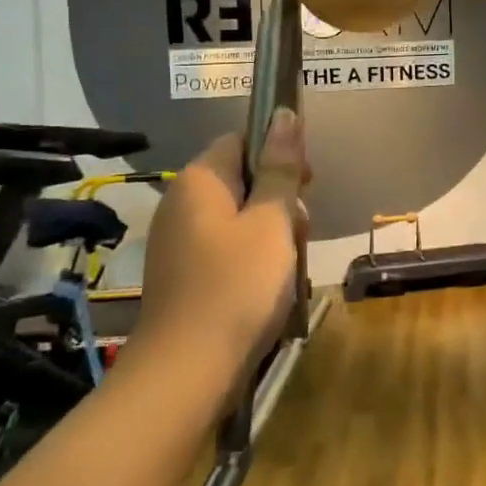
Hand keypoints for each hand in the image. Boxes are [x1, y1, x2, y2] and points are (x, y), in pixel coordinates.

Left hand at [137, 108, 307, 371]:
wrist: (187, 371)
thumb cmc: (237, 286)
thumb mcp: (272, 221)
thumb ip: (281, 168)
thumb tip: (284, 113)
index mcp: (199, 180)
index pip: (242, 140)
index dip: (278, 154)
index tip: (306, 185)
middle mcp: (181, 203)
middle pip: (242, 180)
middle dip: (279, 201)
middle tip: (298, 233)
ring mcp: (178, 241)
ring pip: (239, 218)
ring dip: (271, 234)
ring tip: (287, 268)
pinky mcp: (183, 274)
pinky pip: (226, 249)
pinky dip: (252, 260)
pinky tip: (268, 288)